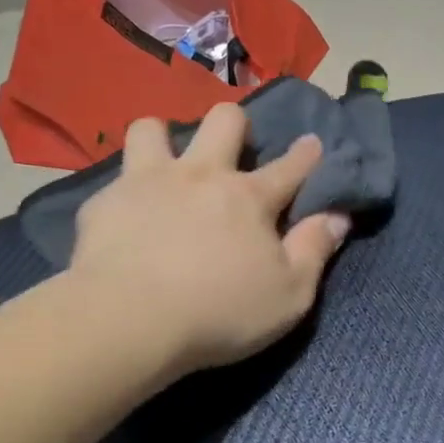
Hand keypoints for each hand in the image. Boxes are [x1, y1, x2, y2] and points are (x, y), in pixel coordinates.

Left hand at [67, 104, 351, 378]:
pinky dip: (124, 194)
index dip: (306, 153)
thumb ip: (315, 250)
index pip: (290, 166)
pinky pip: (113, 181)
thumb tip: (338, 216)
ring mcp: (148, 182)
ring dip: (163, 140)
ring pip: (152, 129)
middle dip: (235, 124)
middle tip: (232, 149)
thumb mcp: (289, 295)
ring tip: (165, 166)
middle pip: (223, 120)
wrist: (127, 322)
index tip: (312, 142)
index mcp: (249, 198)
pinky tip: (124, 219)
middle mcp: (201, 175)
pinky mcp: (104, 203)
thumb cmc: (219, 313)